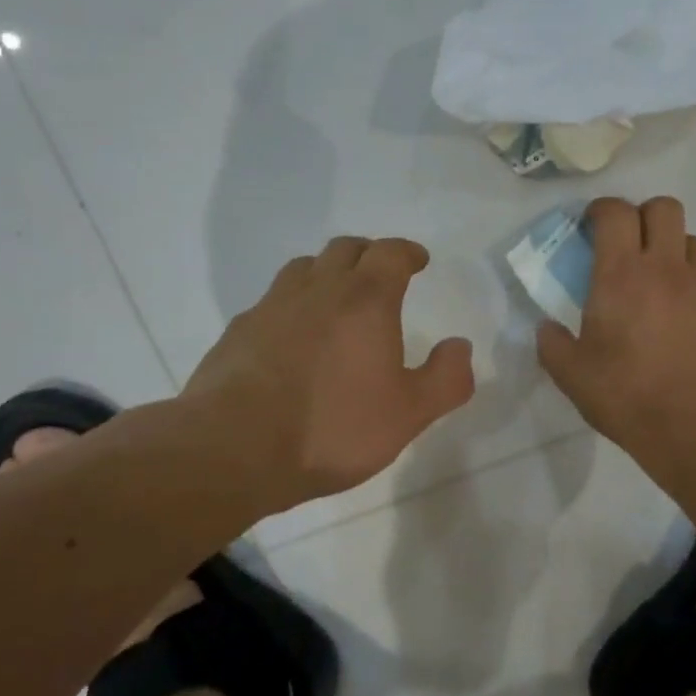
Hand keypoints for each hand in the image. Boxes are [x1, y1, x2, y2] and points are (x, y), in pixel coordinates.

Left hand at [183, 236, 475, 507]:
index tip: (417, 261)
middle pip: (345, 249)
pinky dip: (291, 304)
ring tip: (336, 297)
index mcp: (365, 300)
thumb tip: (460, 346)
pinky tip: (291, 336)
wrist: (234, 447)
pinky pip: (272, 301)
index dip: (407, 252)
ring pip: (303, 268)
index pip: (390, 253)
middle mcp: (318, 289)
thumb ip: (446, 378)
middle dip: (369, 255)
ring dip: (326, 272)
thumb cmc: (332, 427)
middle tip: (381, 274)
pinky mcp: (239, 330)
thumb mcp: (408, 414)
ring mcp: (272, 306)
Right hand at [537, 197, 695, 450]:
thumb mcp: (570, 374)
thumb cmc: (625, 394)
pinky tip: (685, 324)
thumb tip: (547, 328)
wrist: (695, 427)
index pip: (615, 212)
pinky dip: (695, 290)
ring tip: (661, 281)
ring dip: (674, 249)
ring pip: (694, 241)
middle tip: (630, 244)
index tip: (592, 225)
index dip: (602, 209)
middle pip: (665, 208)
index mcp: (621, 274)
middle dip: (644, 215)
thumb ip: (553, 343)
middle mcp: (666, 268)